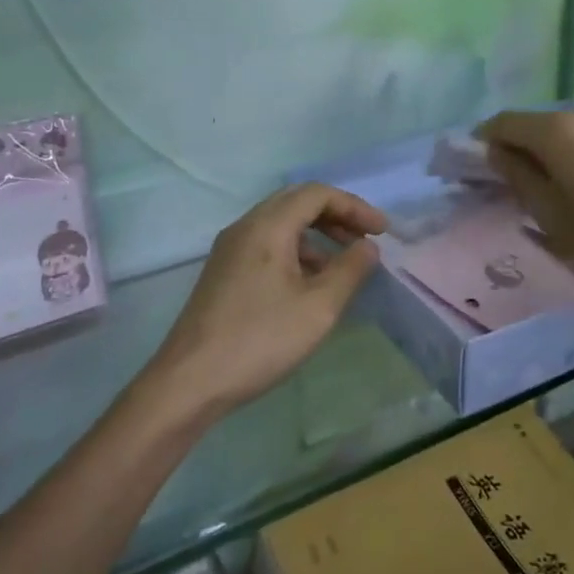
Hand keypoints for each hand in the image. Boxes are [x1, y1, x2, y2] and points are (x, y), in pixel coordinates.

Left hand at [145, 183, 386, 421]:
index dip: (354, 207)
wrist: (190, 380)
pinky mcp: (224, 271)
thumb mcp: (317, 308)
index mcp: (267, 226)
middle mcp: (245, 227)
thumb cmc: (259, 340)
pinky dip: (295, 251)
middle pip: (296, 202)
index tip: (382, 232)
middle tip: (364, 240)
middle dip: (335, 216)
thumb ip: (349, 271)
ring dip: (316, 235)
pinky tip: (309, 284)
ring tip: (342, 265)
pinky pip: (266, 244)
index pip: (316, 194)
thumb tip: (368, 247)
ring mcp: (230, 248)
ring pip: (280, 224)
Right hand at [477, 104, 573, 293]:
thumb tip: (498, 153)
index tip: (482, 163)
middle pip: (541, 124)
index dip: (485, 140)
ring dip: (564, 151)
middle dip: (527, 148)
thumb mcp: (552, 215)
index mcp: (556, 130)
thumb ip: (518, 177)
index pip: (503, 122)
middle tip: (528, 183)